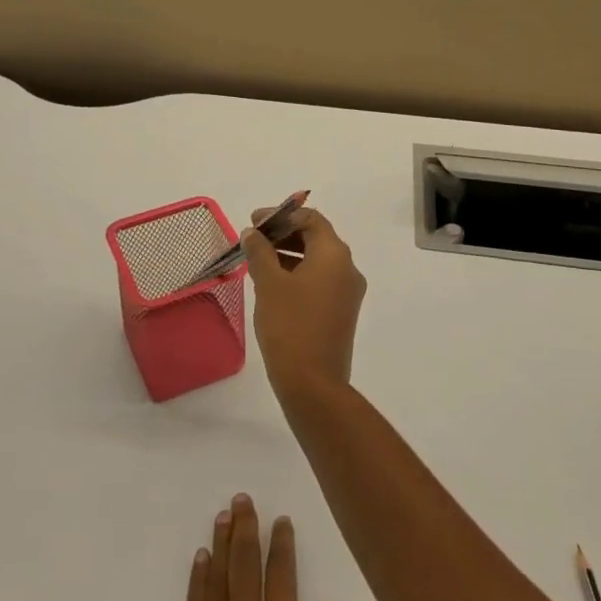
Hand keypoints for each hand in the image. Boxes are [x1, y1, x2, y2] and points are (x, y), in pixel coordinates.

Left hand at [169, 494, 345, 600]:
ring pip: (217, 579)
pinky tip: (200, 559)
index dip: (281, 545)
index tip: (281, 518)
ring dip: (221, 544)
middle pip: (245, 567)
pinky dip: (198, 579)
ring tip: (223, 513)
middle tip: (243, 497)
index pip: (281, 577)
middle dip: (246, 530)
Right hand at [243, 207, 365, 401]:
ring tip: (258, 260)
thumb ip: (260, 251)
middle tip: (253, 239)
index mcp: (334, 254)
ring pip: (317, 260)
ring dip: (289, 254)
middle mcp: (347, 268)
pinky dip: (298, 273)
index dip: (280, 215)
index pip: (310, 218)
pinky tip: (273, 284)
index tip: (254, 222)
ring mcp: (347, 292)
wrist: (313, 385)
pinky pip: (320, 280)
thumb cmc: (289, 325)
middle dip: (283, 233)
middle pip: (316, 237)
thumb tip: (252, 233)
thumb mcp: (269, 283)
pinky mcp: (341, 312)